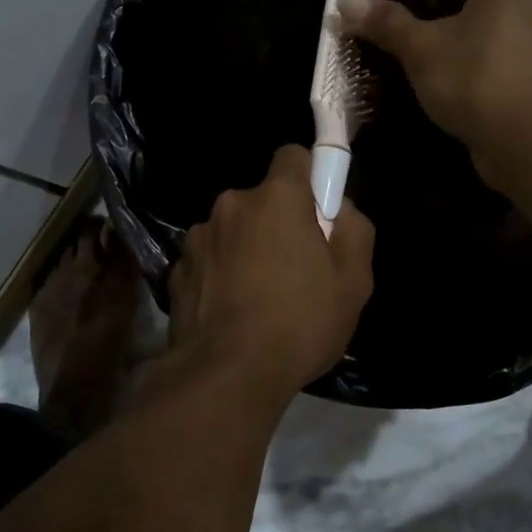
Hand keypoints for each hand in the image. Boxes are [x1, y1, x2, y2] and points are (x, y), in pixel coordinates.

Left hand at [168, 145, 374, 404]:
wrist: (227, 375)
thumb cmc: (300, 322)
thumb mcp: (353, 281)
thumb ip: (355, 230)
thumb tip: (340, 209)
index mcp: (276, 197)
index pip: (293, 156)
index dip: (310, 178)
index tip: (319, 212)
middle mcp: (231, 205)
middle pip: (263, 199)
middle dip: (279, 221)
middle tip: (297, 267)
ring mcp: (198, 237)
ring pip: (233, 229)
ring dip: (247, 248)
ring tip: (260, 297)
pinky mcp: (176, 269)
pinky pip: (210, 259)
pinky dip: (221, 273)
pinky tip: (232, 311)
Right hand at [339, 0, 531, 182]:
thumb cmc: (477, 81)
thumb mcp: (423, 48)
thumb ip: (385, 21)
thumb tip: (346, 2)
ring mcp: (524, 30)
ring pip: (466, 10)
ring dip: (425, 14)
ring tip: (387, 21)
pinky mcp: (520, 62)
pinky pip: (474, 36)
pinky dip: (443, 37)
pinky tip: (415, 51)